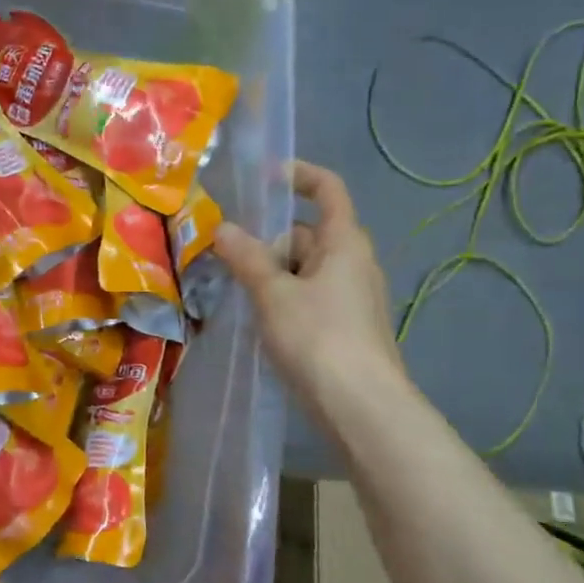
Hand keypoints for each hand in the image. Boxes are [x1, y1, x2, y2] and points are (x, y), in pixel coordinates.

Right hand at [213, 160, 411, 421]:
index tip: (264, 177)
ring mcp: (352, 298)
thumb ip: (247, 258)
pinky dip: (283, 300)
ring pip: (304, 270)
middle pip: (308, 234)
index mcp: (344, 242)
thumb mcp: (273, 294)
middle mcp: (354, 263)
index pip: (327, 190)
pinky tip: (261, 323)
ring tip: (238, 294)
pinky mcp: (344, 328)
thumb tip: (223, 228)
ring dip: (272, 275)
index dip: (299, 175)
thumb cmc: (318, 337)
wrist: (360, 406)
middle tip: (230, 259)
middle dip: (270, 242)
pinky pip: (308, 298)